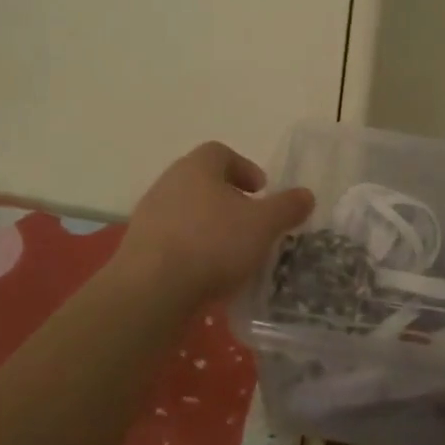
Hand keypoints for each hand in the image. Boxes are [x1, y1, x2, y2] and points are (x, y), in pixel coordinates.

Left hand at [116, 142, 313, 307]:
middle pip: (203, 182)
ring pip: (187, 211)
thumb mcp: (263, 225)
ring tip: (231, 252)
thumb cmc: (212, 244)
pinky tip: (206, 273)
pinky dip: (191, 249)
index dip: (245, 168)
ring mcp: (149, 215)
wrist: (150, 291)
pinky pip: (172, 240)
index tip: (261, 192)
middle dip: (229, 199)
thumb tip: (306, 195)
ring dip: (209, 226)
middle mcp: (169, 182)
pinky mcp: (138, 248)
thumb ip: (287, 207)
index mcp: (197, 167)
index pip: (221, 153)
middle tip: (250, 221)